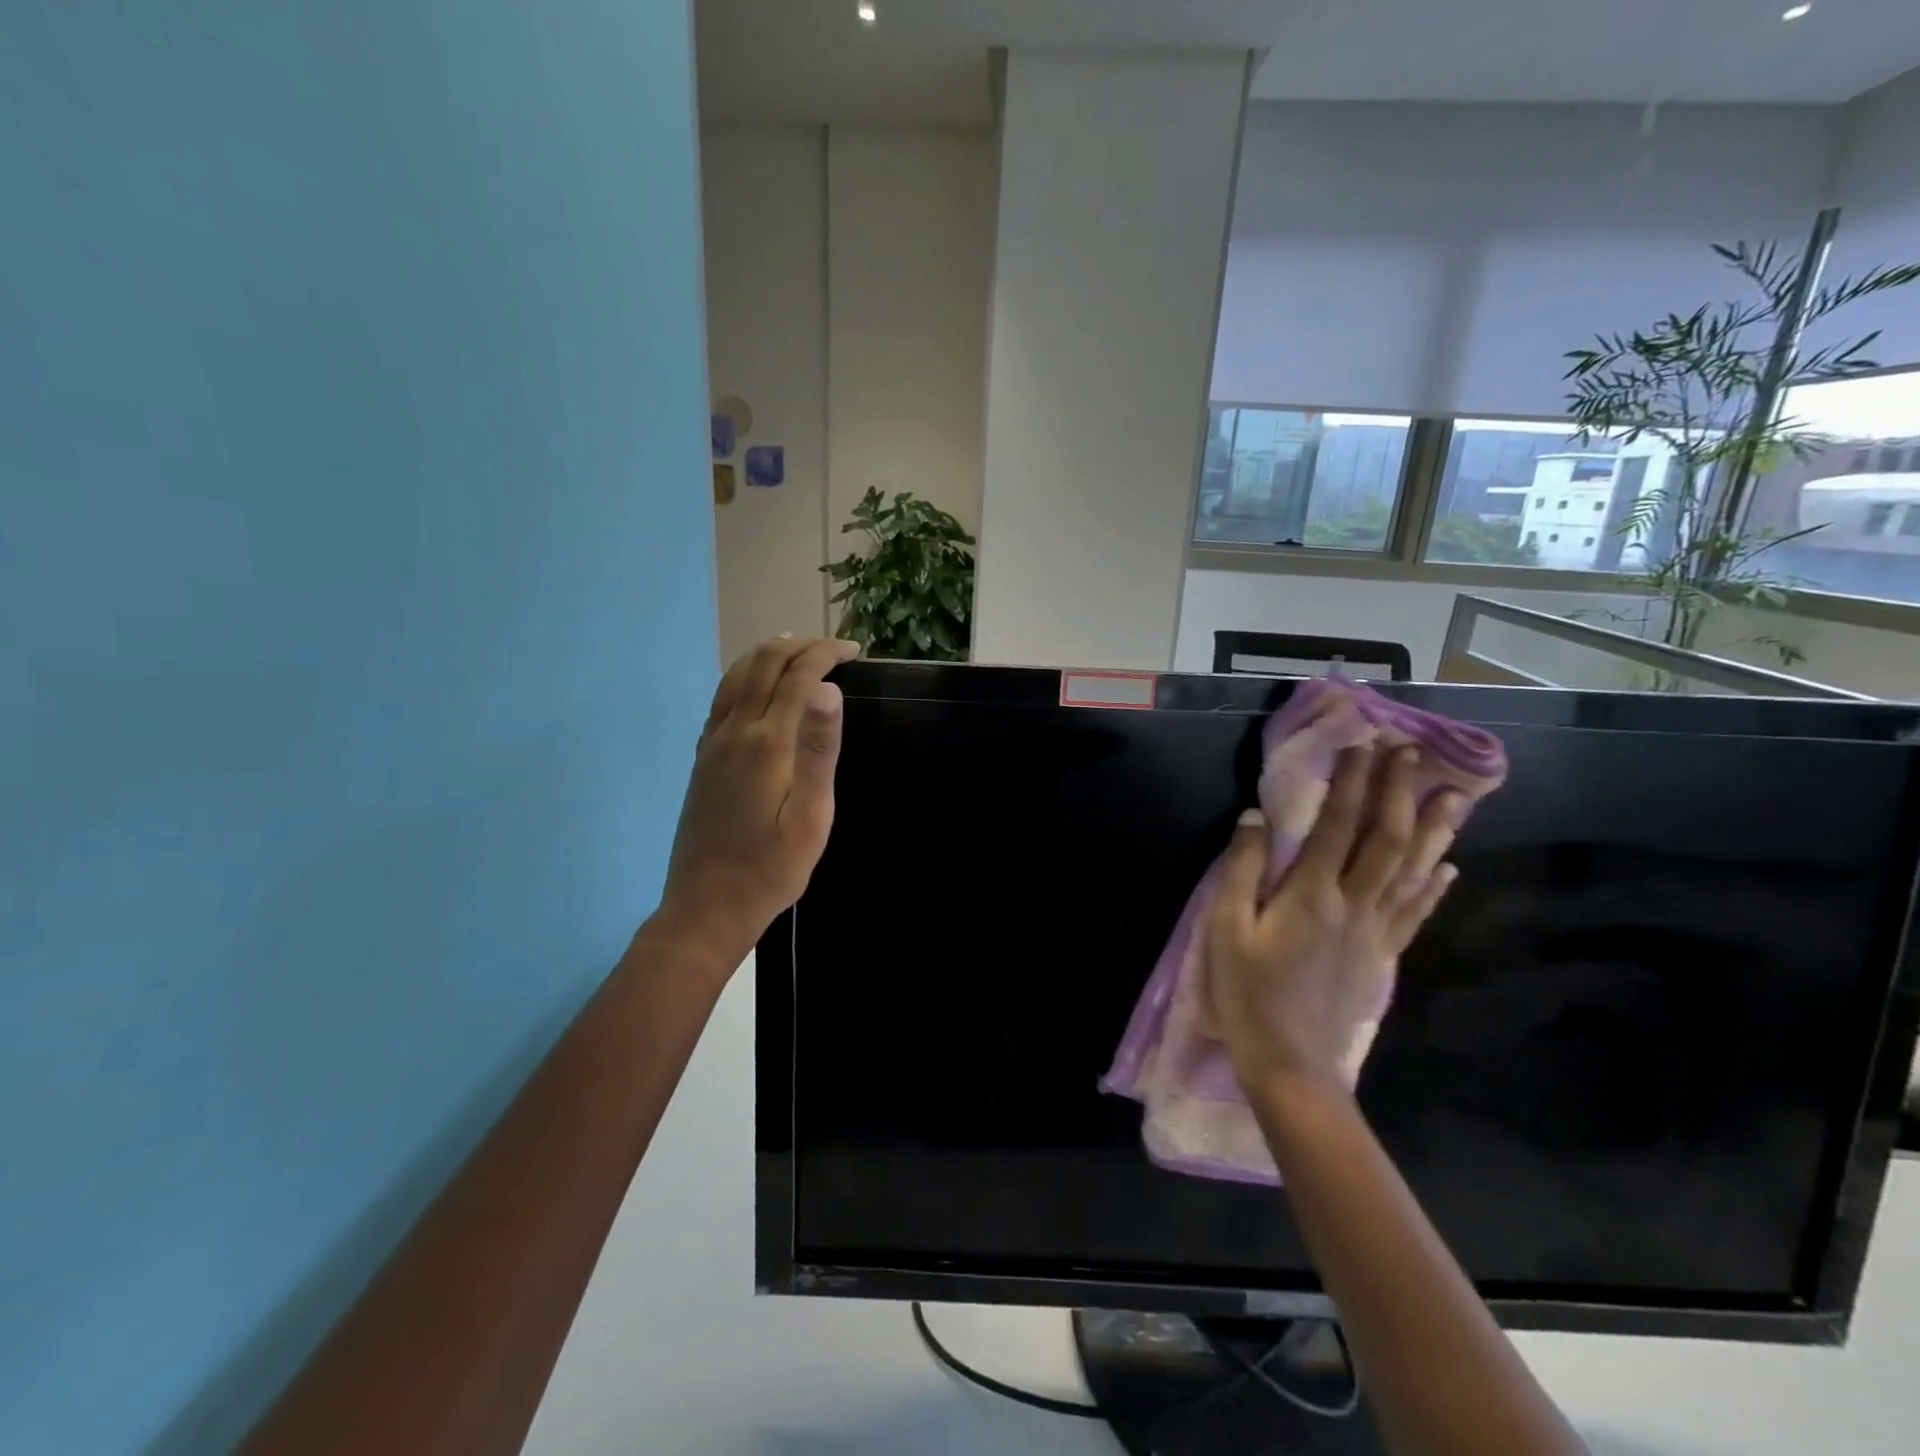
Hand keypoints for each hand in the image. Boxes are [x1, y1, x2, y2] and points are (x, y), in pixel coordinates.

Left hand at [653, 636, 858, 975]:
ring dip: (769, 654)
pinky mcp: (703, 758)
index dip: (825, 655)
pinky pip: (722, 698)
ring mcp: (712, 743)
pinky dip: (746, 675)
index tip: (853, 651)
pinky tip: (759, 686)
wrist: (707, 906)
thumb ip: (819, 751)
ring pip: (737, 676)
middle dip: (800, 646)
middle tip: (833, 648)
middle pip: (763, 665)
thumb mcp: (810, 817)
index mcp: (766, 744)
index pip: (797, 677)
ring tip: (799, 651)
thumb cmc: (771, 868)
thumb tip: (827, 690)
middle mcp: (734, 732)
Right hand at [1204, 744, 1462, 1089]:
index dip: (1351, 782)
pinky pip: (1416, 912)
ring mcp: (1375, 932)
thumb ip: (1241, 869)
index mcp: (1311, 894)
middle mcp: (1353, 904)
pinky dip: (1435, 885)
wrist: (1291, 1064)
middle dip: (1398, 790)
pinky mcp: (1384, 957)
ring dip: (1434, 829)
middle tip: (1411, 751)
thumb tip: (1257, 818)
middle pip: (1385, 839)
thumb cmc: (1247, 992)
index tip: (1361, 744)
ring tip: (1455, 795)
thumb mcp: (1226, 928)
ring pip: (1412, 871)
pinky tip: (1451, 865)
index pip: (1337, 825)